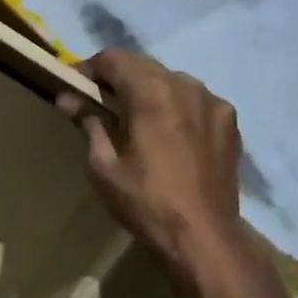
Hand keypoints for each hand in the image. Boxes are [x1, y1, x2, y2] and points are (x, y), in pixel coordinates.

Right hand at [57, 48, 247, 289]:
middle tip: (99, 102)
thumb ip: (88, 122)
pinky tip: (168, 132)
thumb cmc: (146, 202)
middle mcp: (185, 86)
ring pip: (170, 80)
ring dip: (148, 89)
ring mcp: (212, 101)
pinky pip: (194, 99)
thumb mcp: (103, 166)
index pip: (114, 58)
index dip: (89, 68)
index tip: (75, 87)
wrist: (205, 238)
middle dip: (118, 78)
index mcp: (151, 93)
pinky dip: (175, 105)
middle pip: (143, 65)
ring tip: (135, 118)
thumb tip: (68, 98)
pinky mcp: (230, 121)